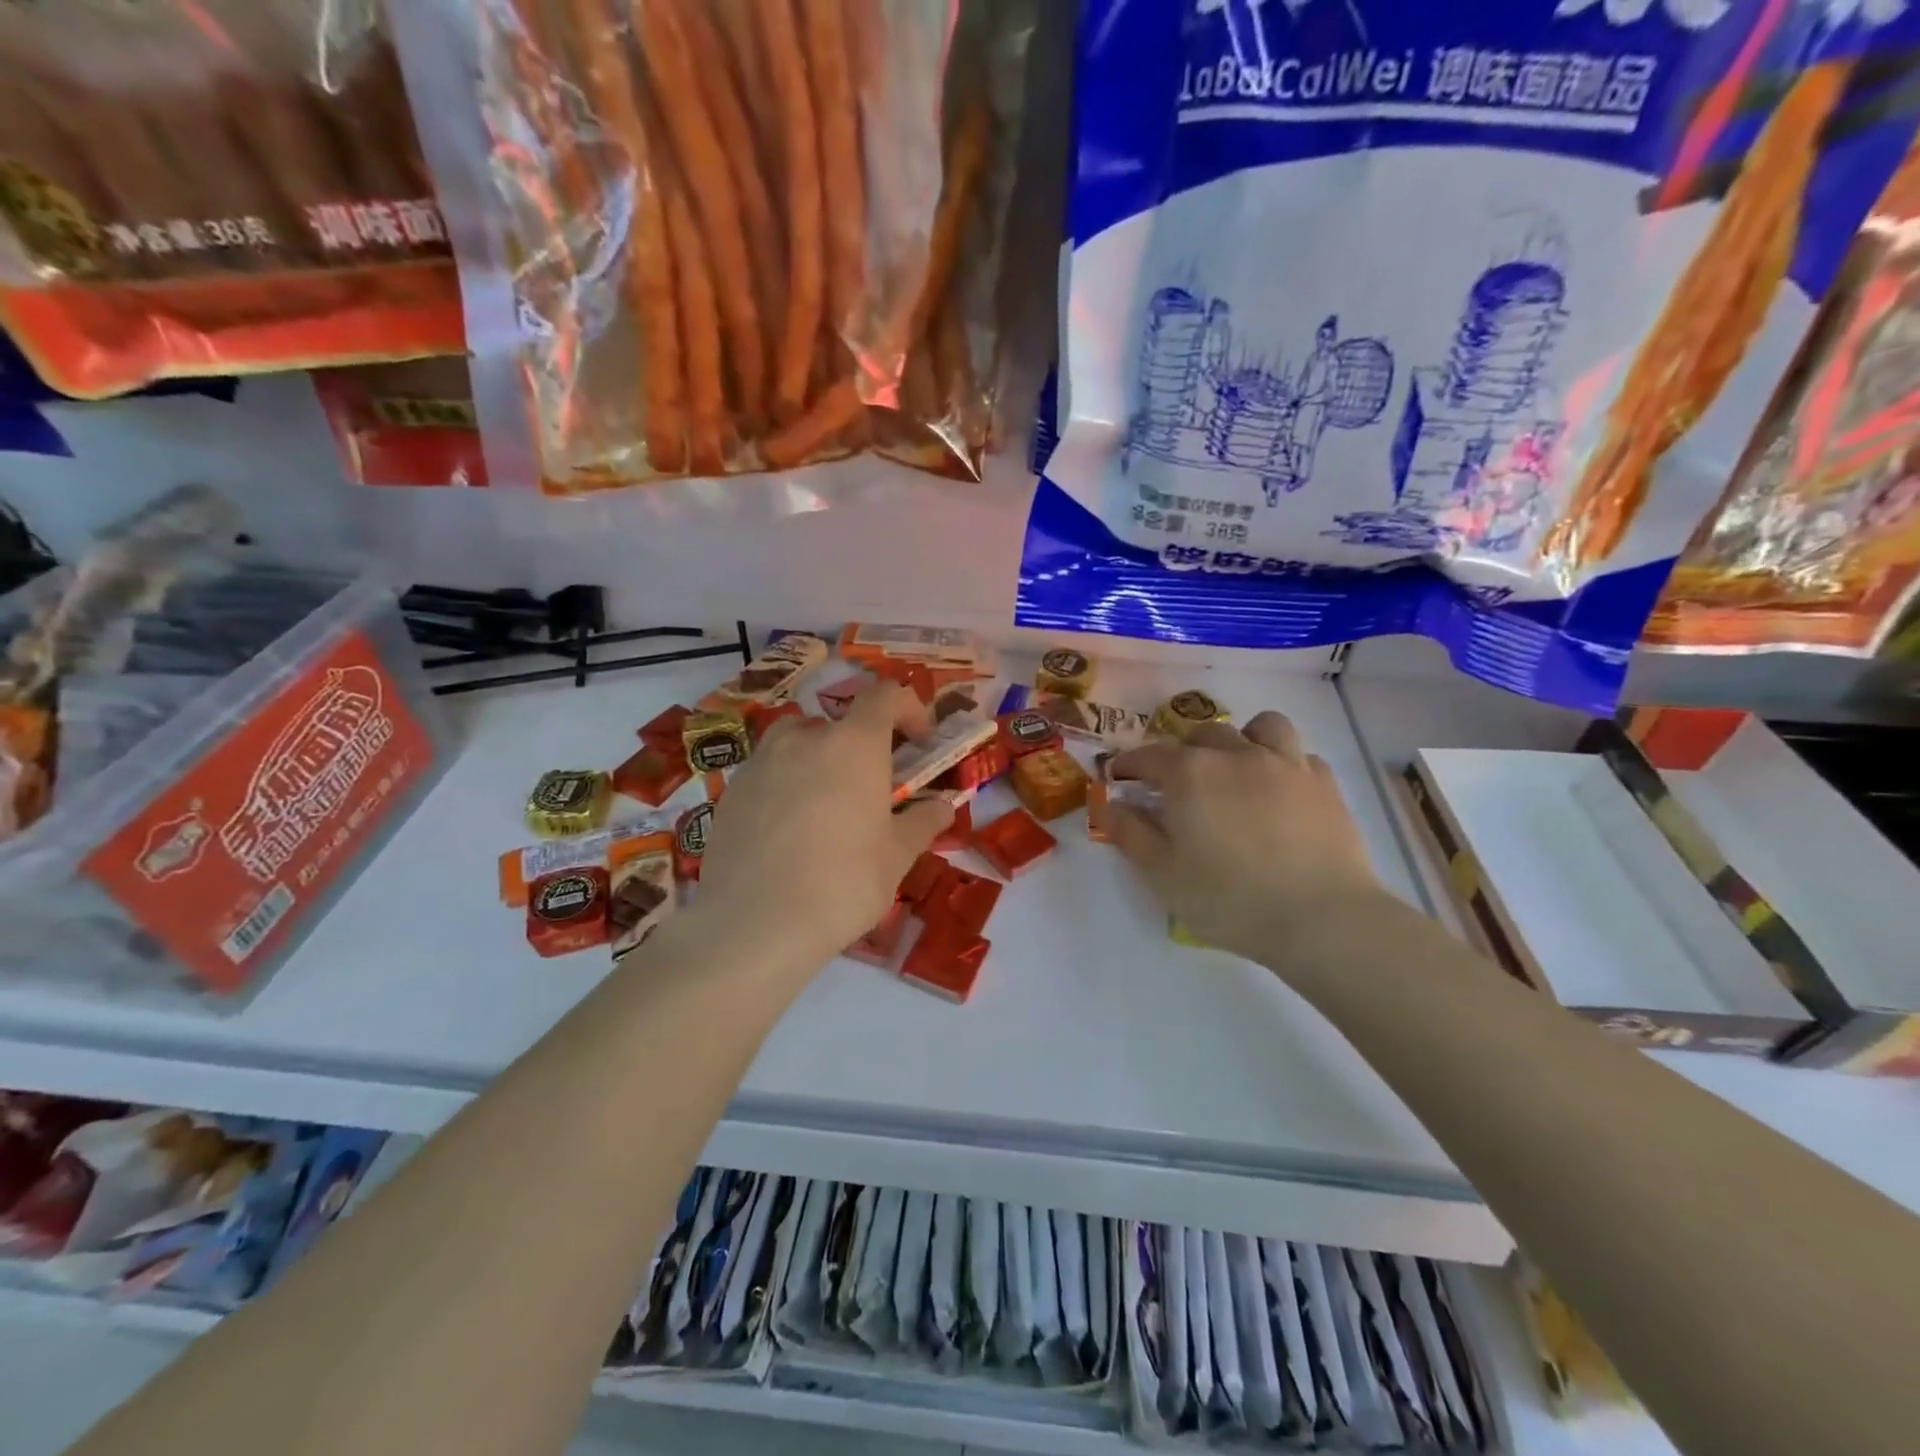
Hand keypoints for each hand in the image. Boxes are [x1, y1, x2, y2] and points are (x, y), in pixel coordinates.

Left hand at [693, 683, 952, 968]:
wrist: (754, 924)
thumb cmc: (843, 883)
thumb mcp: (897, 857)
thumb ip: (922, 823)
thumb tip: (943, 806)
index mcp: (854, 744)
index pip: (885, 695)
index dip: (909, 709)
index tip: (920, 743)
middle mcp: (805, 739)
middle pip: (839, 722)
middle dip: (861, 746)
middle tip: (871, 789)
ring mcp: (761, 762)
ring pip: (796, 742)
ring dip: (818, 759)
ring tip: (826, 806)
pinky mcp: (731, 792)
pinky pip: (767, 773)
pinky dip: (785, 786)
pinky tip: (788, 833)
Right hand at [1102, 712, 1380, 962]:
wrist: (1321, 919)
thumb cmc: (1229, 899)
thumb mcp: (1162, 874)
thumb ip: (1129, 833)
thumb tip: (1109, 805)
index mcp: (1190, 773)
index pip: (1148, 756)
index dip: (1128, 766)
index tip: (1119, 779)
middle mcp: (1236, 754)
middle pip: (1202, 734)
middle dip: (1183, 752)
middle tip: (1178, 784)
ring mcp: (1286, 764)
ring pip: (1261, 727)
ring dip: (1242, 739)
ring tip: (1237, 768)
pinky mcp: (1324, 784)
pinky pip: (1300, 754)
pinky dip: (1283, 763)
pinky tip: (1280, 790)